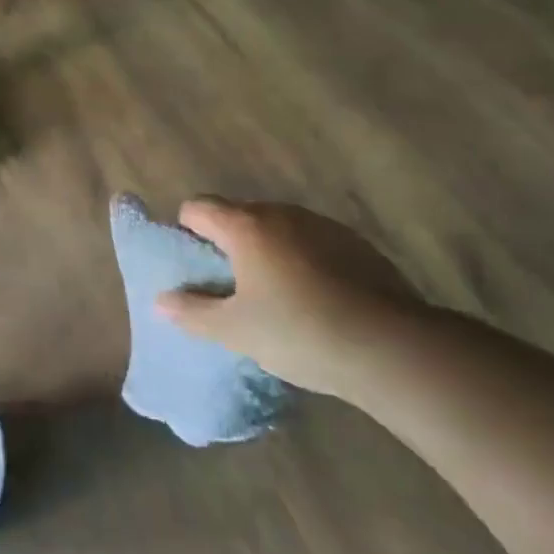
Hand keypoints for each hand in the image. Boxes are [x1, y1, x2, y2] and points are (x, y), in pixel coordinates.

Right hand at [155, 198, 409, 395]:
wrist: (392, 347)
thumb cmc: (300, 332)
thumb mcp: (236, 331)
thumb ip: (193, 313)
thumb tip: (161, 301)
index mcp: (245, 226)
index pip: (198, 207)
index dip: (187, 231)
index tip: (195, 267)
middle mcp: (281, 213)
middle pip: (239, 215)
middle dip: (228, 244)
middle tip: (232, 288)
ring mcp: (322, 225)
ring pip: (279, 229)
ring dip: (268, 252)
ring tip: (277, 297)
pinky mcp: (357, 244)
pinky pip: (313, 243)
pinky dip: (304, 261)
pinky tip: (318, 300)